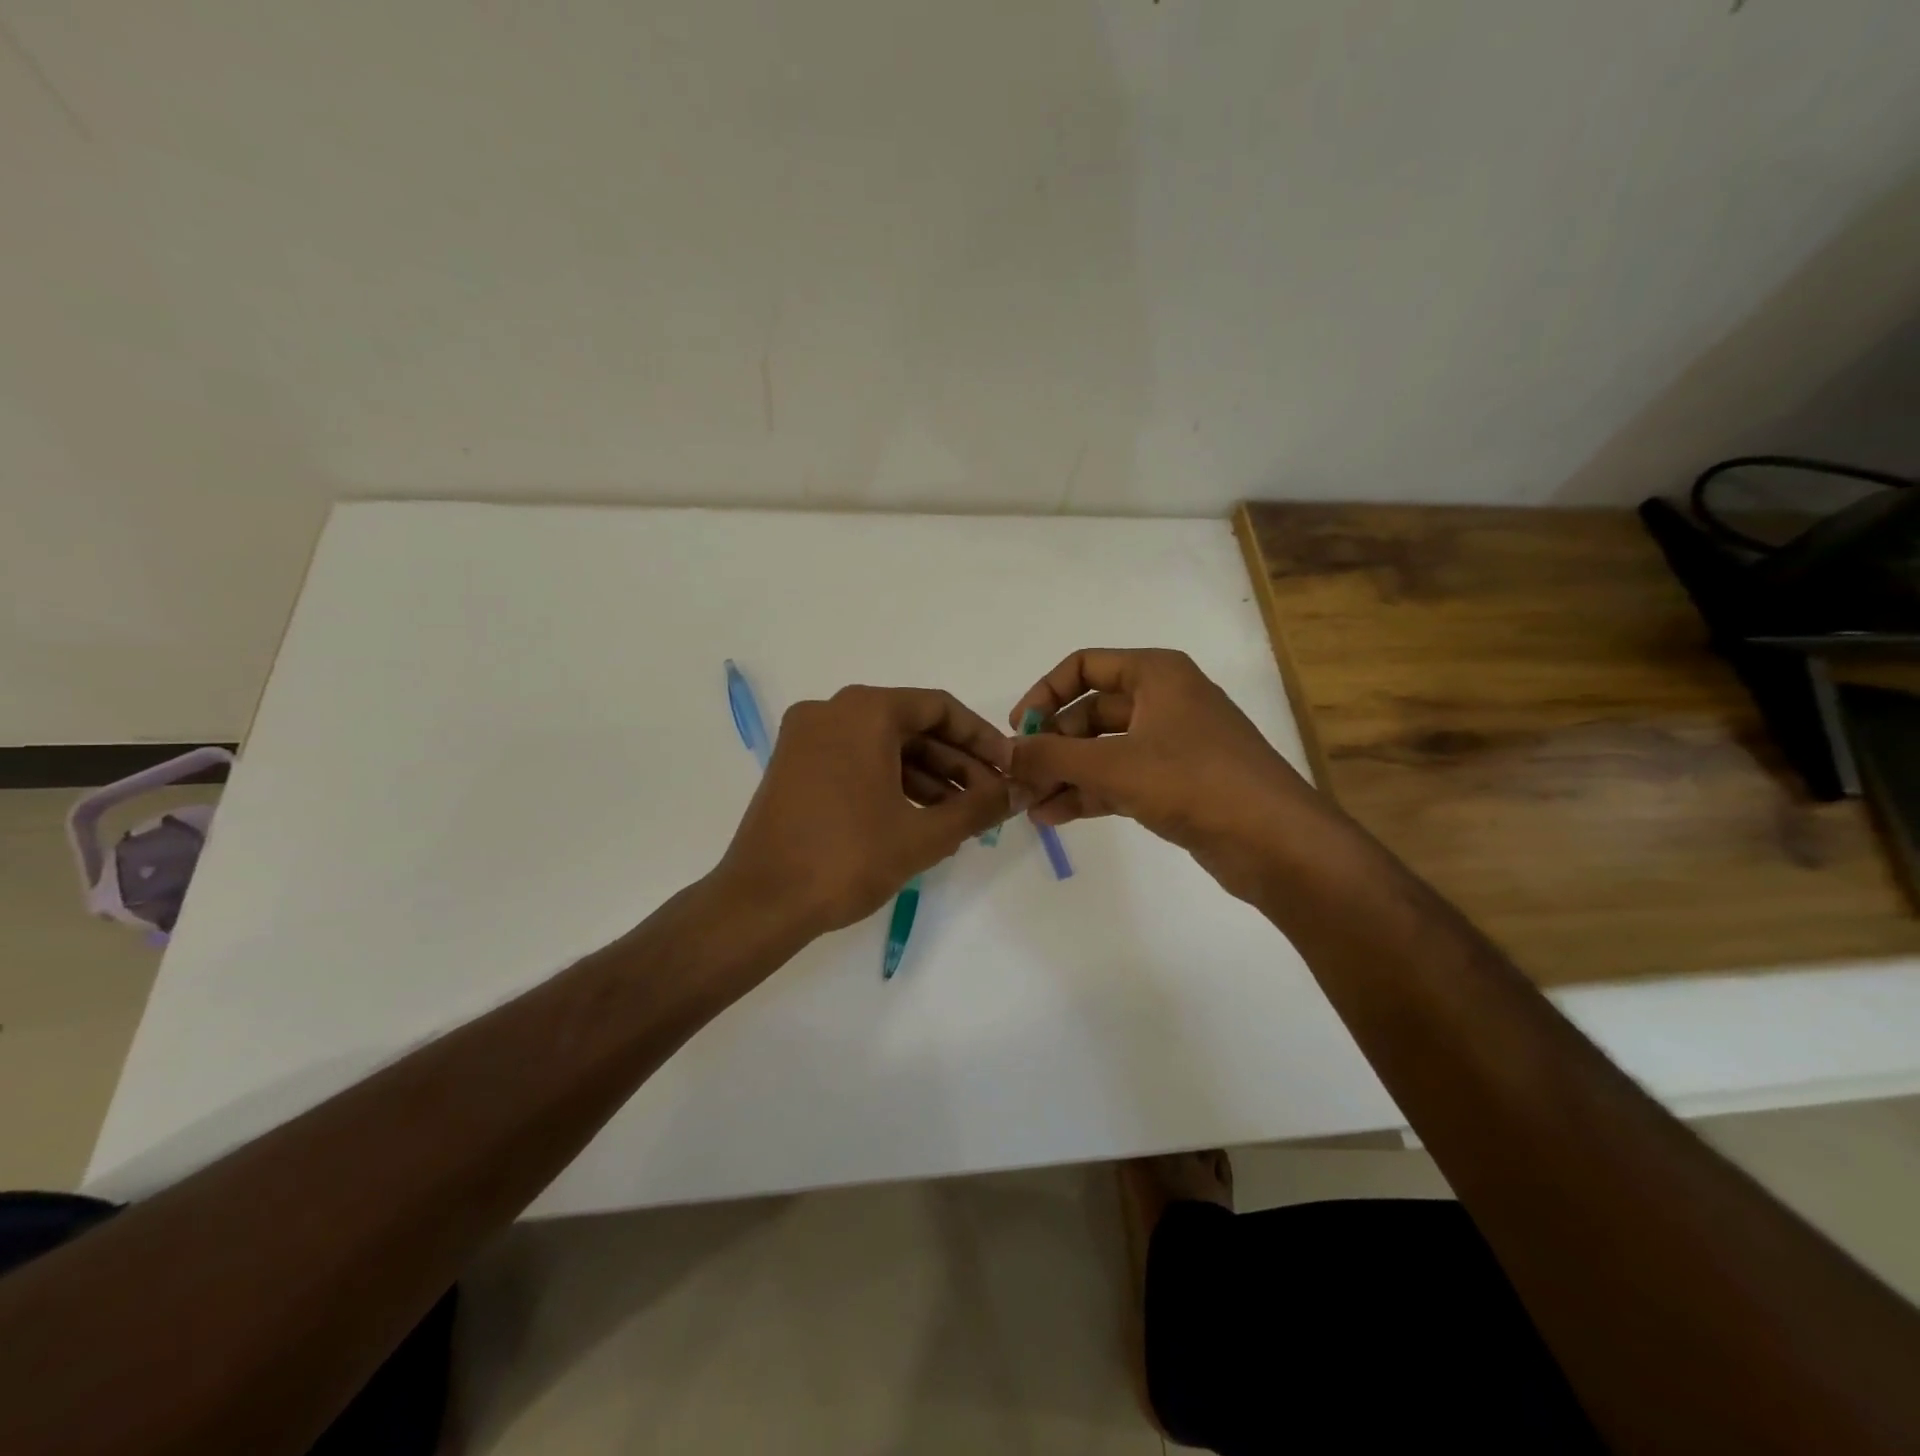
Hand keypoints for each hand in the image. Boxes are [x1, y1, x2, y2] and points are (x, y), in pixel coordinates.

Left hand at [714, 686, 1012, 936]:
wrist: (761, 902)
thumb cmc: (847, 859)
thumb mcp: (924, 834)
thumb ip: (979, 808)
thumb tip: (1017, 792)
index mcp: (864, 711)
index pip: (939, 708)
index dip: (981, 739)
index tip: (1008, 769)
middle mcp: (831, 711)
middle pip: (911, 726)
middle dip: (956, 763)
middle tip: (990, 799)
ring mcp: (807, 738)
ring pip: (883, 746)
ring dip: (927, 777)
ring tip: (961, 817)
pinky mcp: (794, 766)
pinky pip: (855, 760)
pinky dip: (890, 782)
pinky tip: (920, 818)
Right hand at [1007, 648, 1335, 898]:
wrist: (1275, 841)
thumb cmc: (1194, 782)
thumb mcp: (1114, 765)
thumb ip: (1053, 757)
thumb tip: (1006, 753)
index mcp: (1156, 674)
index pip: (1084, 666)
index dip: (1045, 693)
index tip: (1019, 730)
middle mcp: (1163, 701)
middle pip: (1090, 713)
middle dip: (1052, 746)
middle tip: (1019, 779)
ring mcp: (1171, 744)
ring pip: (1103, 750)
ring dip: (1065, 775)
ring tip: (1028, 805)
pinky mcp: (1175, 783)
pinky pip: (1120, 778)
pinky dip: (1088, 793)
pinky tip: (1054, 817)